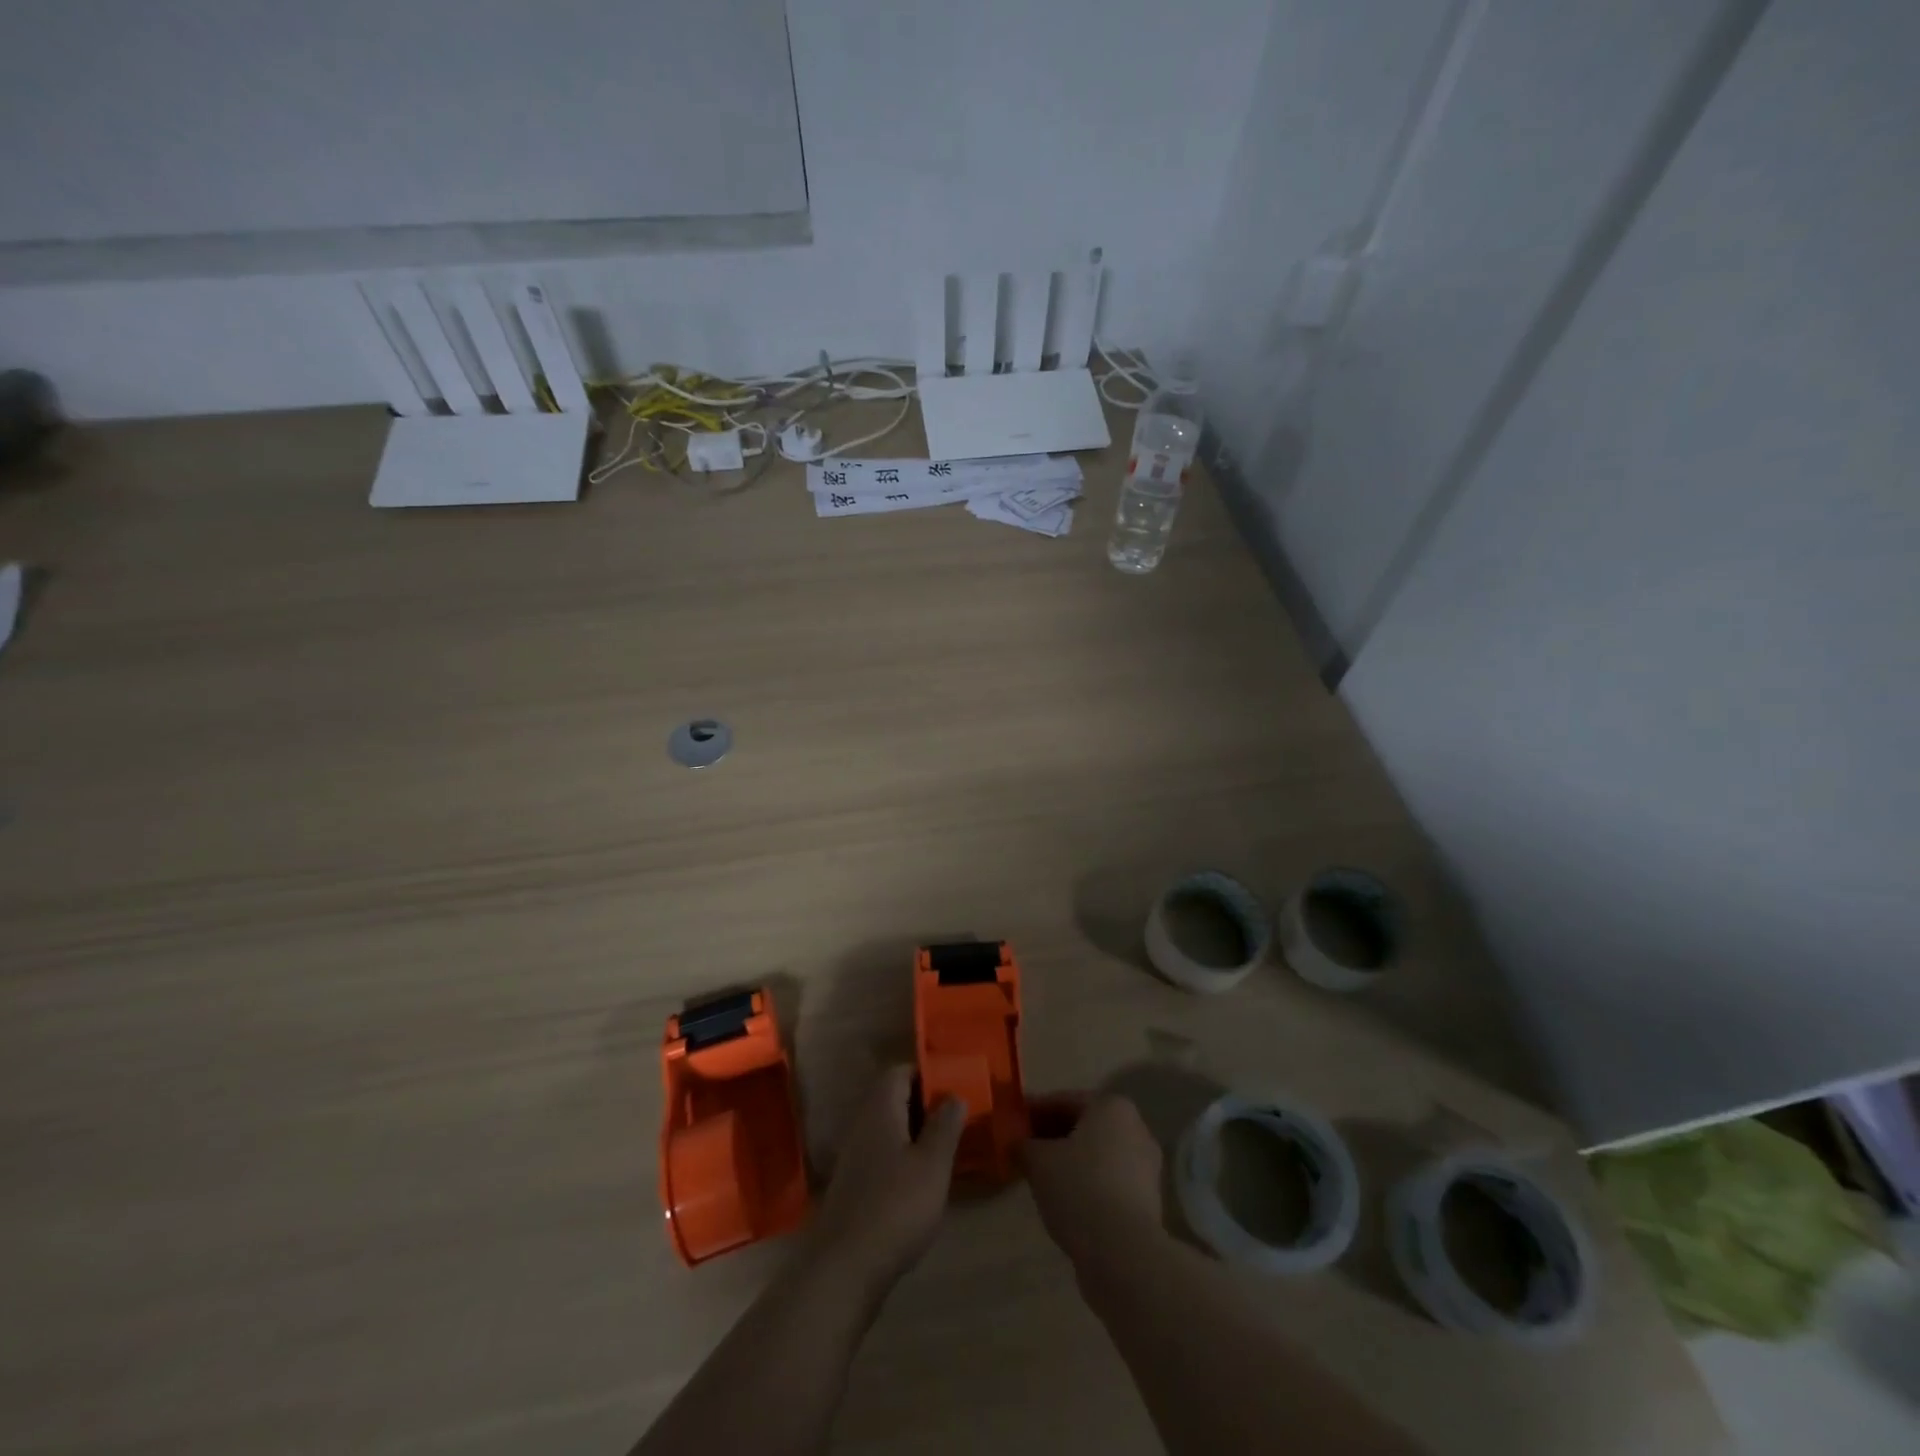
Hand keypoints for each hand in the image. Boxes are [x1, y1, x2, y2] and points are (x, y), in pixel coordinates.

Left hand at [812, 1066, 966, 1292]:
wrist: (844, 1268)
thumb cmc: (895, 1206)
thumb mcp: (932, 1164)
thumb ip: (945, 1125)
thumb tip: (954, 1094)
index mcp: (880, 1108)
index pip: (901, 1071)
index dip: (927, 1074)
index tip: (955, 1086)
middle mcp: (863, 1124)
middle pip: (894, 1098)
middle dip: (925, 1104)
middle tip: (957, 1118)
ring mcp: (855, 1156)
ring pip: (890, 1128)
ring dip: (916, 1133)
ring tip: (947, 1149)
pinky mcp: (854, 1186)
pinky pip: (883, 1155)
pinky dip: (904, 1158)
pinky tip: (923, 1181)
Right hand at [1022, 1092, 1164, 1269]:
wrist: (1123, 1252)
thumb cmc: (1079, 1188)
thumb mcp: (1039, 1161)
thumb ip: (1024, 1145)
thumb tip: (1016, 1143)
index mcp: (1111, 1106)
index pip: (1064, 1100)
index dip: (1034, 1111)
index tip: (1012, 1124)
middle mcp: (1134, 1127)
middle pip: (1083, 1125)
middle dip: (1053, 1136)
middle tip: (1024, 1149)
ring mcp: (1145, 1165)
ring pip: (1097, 1154)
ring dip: (1070, 1161)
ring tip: (1040, 1176)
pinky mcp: (1147, 1199)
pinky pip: (1108, 1179)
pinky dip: (1086, 1183)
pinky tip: (1064, 1198)